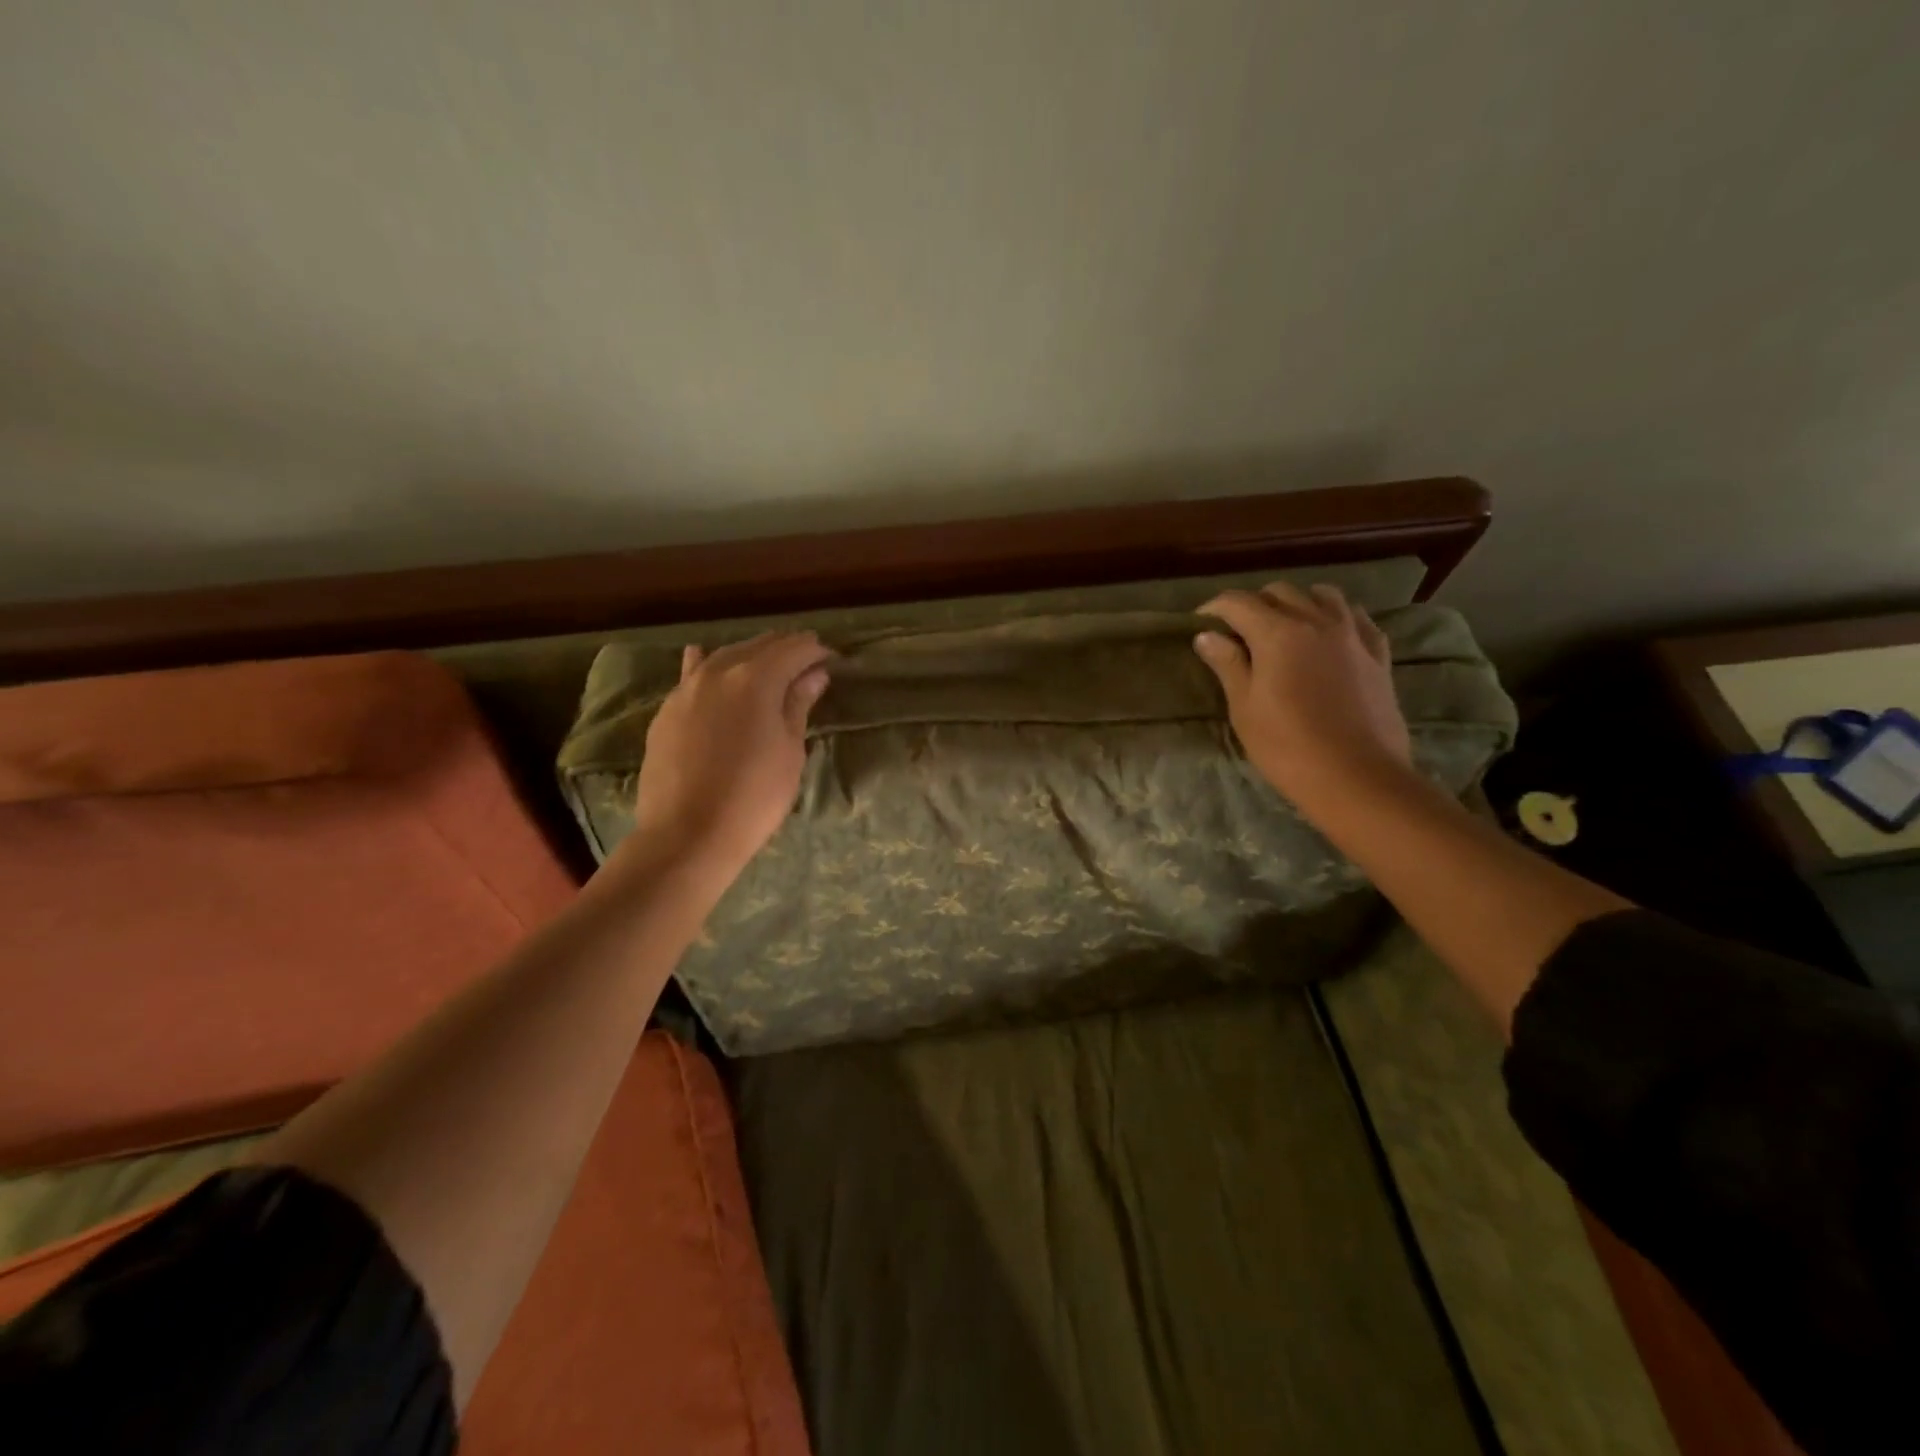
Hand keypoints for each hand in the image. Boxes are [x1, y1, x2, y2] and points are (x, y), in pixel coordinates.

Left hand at [624, 631, 832, 882]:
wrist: (687, 835)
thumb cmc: (754, 797)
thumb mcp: (790, 751)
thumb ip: (798, 705)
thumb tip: (814, 674)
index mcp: (755, 679)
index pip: (793, 649)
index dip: (816, 651)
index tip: (832, 659)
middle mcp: (717, 672)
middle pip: (757, 646)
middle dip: (785, 648)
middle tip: (807, 660)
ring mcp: (686, 690)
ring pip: (723, 656)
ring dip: (750, 655)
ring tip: (768, 666)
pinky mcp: (666, 711)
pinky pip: (693, 675)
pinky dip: (711, 667)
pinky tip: (708, 663)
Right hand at [1193, 582, 1411, 807]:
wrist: (1357, 777)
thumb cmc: (1287, 746)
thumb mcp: (1245, 708)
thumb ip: (1228, 665)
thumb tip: (1207, 636)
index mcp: (1278, 633)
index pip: (1238, 603)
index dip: (1214, 608)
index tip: (1200, 622)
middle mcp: (1317, 622)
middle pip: (1280, 592)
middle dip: (1254, 603)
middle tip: (1239, 630)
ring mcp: (1352, 635)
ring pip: (1323, 596)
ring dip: (1298, 602)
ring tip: (1286, 625)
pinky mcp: (1378, 655)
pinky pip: (1357, 619)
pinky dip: (1337, 617)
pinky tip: (1330, 635)